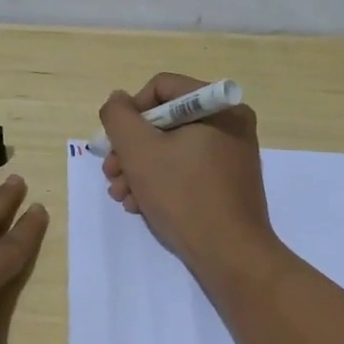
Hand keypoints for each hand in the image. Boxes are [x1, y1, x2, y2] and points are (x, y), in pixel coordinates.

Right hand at [98, 73, 279, 276]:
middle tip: (111, 173)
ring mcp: (232, 154)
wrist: (230, 255)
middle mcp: (230, 123)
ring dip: (140, 168)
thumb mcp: (139, 150)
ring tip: (121, 195)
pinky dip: (161, 182)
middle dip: (131, 148)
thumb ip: (119, 117)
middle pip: (165, 121)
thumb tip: (118, 100)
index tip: (115, 143)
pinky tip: (141, 205)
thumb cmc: (184, 195)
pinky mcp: (228, 182)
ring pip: (173, 148)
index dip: (130, 112)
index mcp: (218, 106)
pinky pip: (187, 168)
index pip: (161, 88)